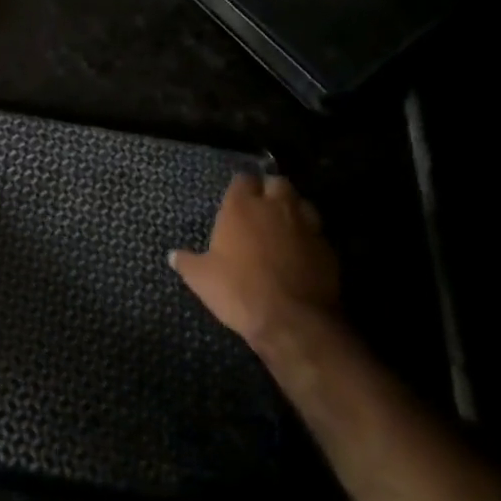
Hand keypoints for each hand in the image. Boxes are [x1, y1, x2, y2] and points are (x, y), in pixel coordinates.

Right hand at [170, 171, 341, 351]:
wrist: (293, 321)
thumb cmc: (239, 291)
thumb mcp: (202, 279)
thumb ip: (187, 262)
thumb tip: (173, 255)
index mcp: (242, 207)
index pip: (243, 179)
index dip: (240, 187)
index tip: (236, 198)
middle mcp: (276, 207)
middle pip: (277, 182)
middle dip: (271, 190)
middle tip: (262, 207)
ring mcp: (306, 226)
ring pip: (302, 203)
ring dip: (293, 209)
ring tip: (284, 225)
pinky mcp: (328, 249)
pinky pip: (317, 232)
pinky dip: (309, 237)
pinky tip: (302, 252)